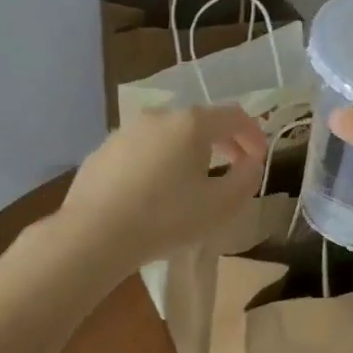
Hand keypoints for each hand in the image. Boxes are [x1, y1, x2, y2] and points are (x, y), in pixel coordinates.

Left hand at [59, 106, 267, 271]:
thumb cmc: (166, 218)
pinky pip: (142, 150)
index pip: (234, 116)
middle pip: (200, 122)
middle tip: (233, 168)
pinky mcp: (103, 150)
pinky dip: (158, 162)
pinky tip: (154, 192)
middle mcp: (158, 117)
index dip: (254, 135)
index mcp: (191, 123)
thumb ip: (246, 179)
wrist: (93, 235)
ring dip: (188, 152)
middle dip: (222, 142)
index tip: (260, 159)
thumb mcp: (221, 205)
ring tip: (192, 182)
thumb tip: (251, 163)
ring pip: (168, 135)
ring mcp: (126, 131)